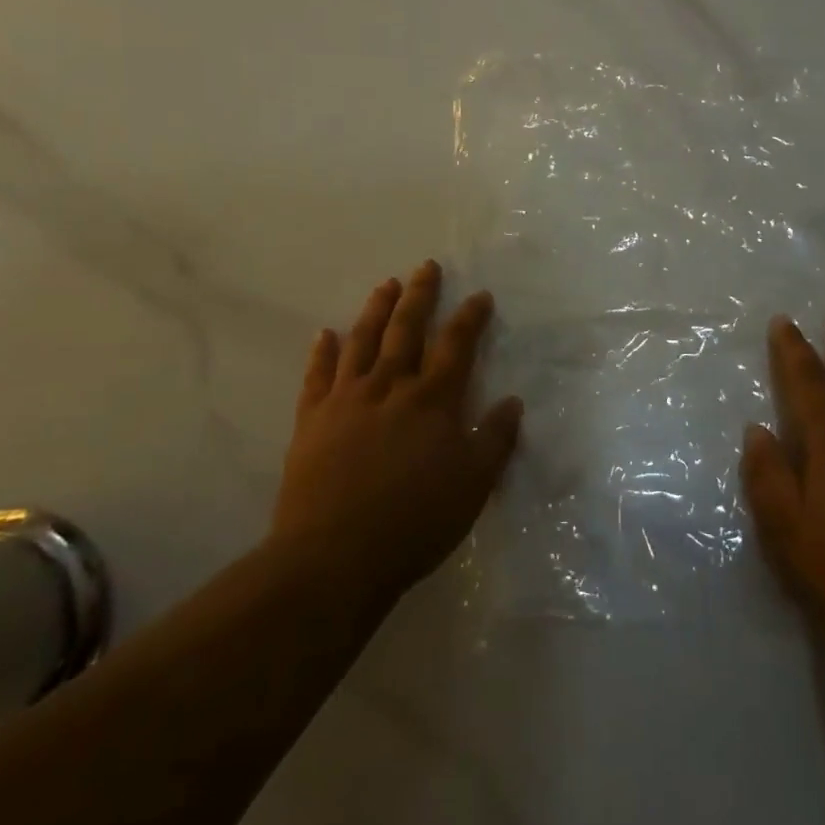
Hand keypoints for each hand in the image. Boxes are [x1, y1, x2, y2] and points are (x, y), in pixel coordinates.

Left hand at [269, 261, 521, 607]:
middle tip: (426, 267)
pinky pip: (317, 376)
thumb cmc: (414, 523)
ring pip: (362, 341)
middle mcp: (389, 387)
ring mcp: (346, 400)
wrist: (333, 557)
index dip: (470, 318)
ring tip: (386, 284)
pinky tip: (325, 334)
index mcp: (431, 401)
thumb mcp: (472, 487)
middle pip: (407, 330)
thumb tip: (512, 401)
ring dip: (376, 310)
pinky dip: (322, 352)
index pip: (456, 346)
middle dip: (420, 296)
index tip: (480, 295)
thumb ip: (494, 441)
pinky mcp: (312, 420)